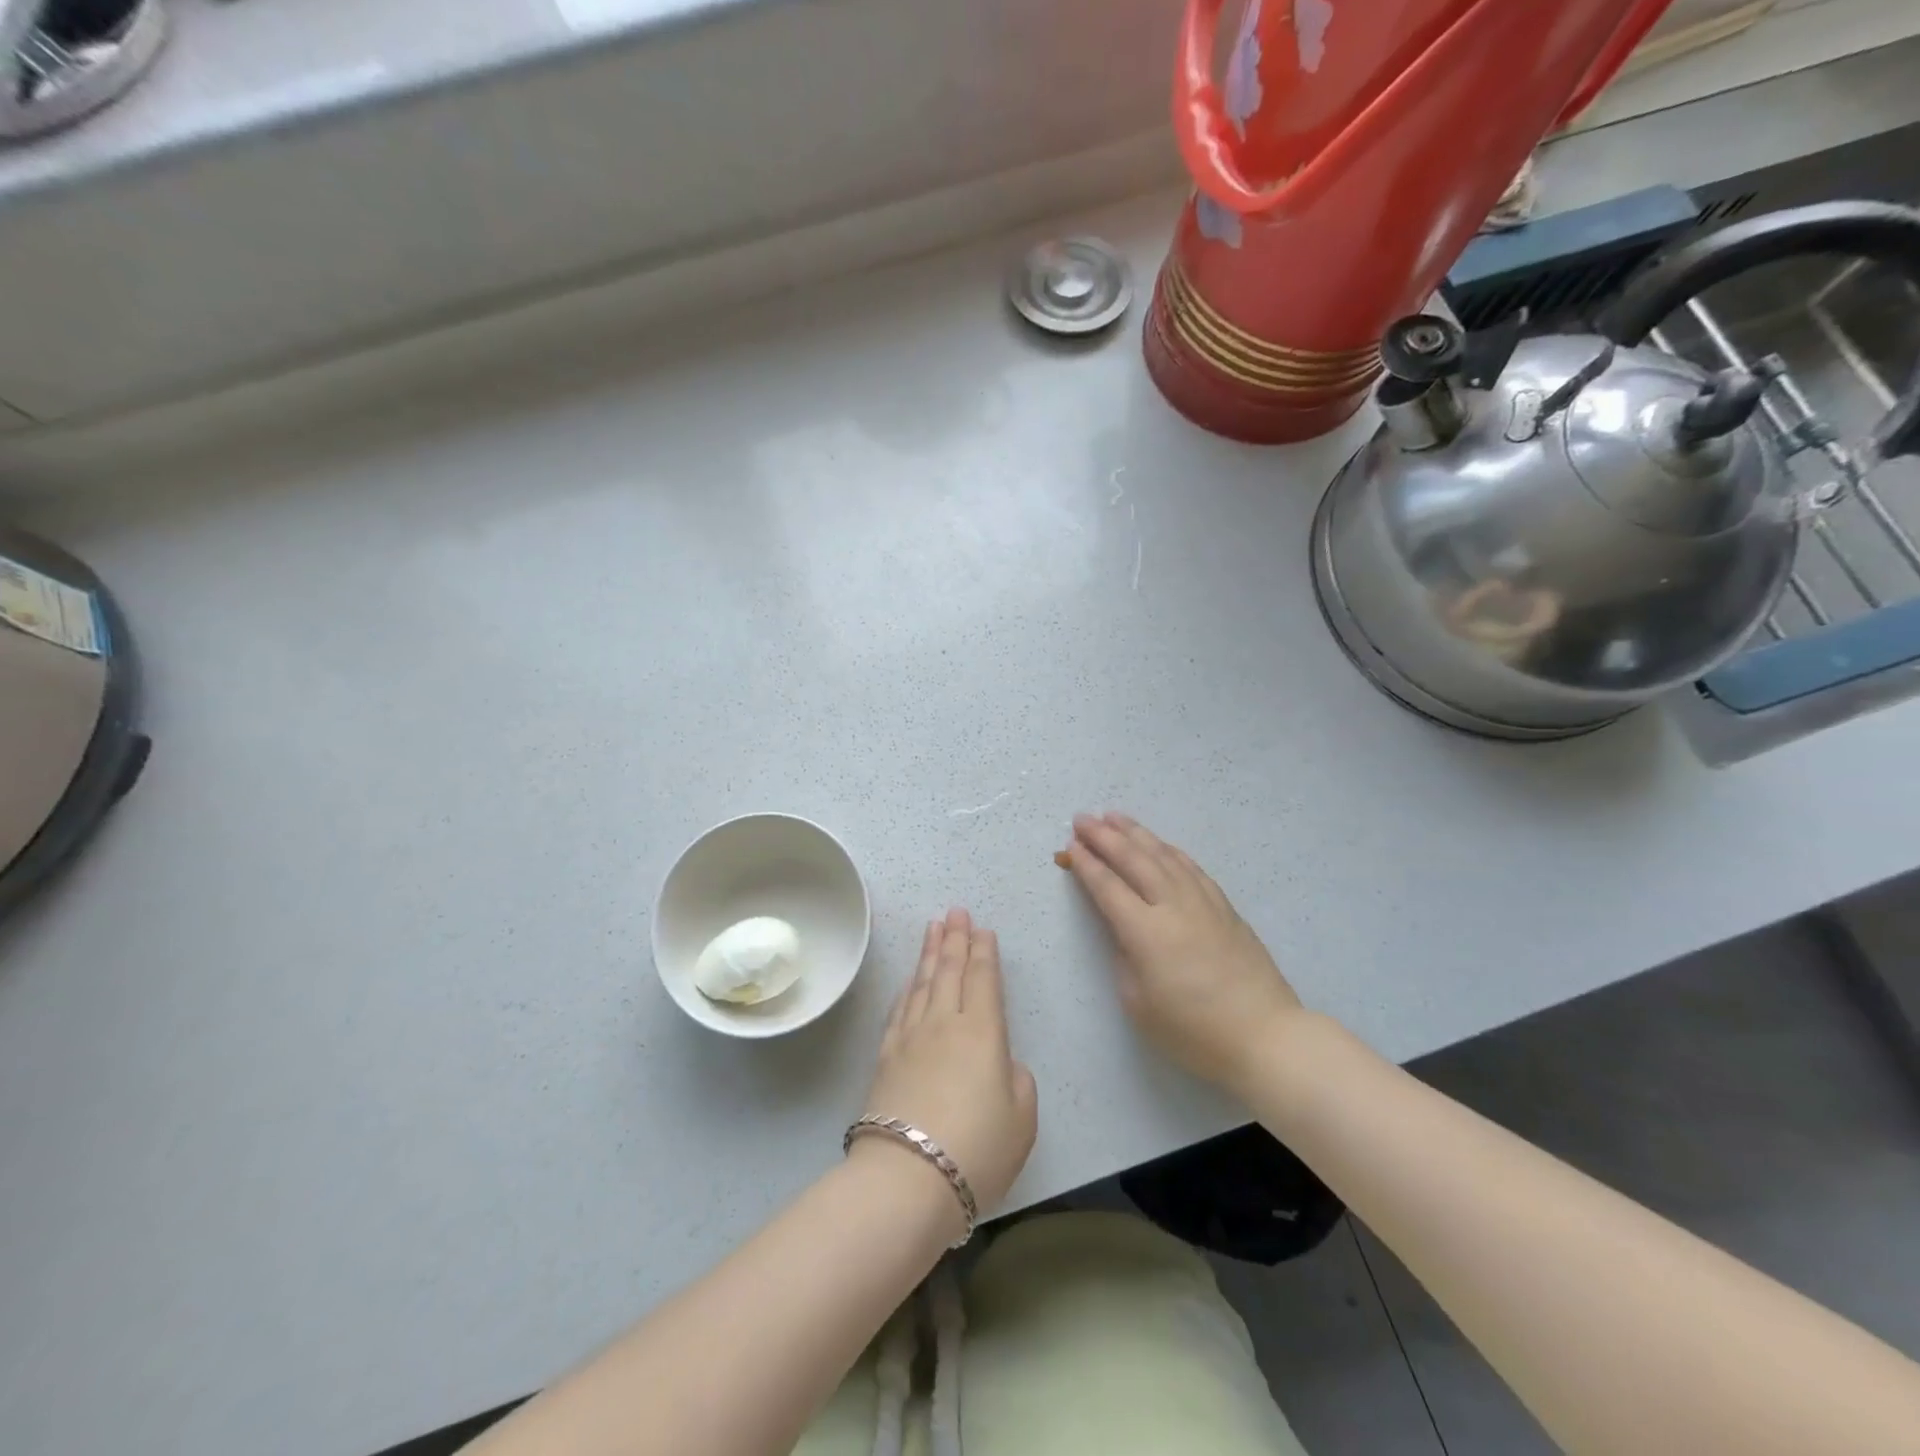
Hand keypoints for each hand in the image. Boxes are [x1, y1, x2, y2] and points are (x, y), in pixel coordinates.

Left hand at [860, 909, 1037, 1219]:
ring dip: (929, 952)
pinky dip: (907, 988)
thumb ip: (1018, 1081)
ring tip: (933, 927)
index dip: (984, 952)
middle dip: (955, 938)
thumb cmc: (977, 1149)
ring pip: (922, 982)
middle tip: (955, 911)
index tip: (981, 928)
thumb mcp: (1022, 1119)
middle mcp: (945, 1023)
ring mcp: (911, 1037)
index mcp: (983, 1032)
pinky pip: (899, 1009)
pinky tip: (909, 980)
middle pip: (950, 970)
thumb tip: (1001, 1064)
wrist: (908, 1177)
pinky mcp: (886, 1056)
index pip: (984, 979)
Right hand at [1061, 812, 1303, 1088]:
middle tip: (1082, 818)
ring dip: (1136, 833)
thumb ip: (1124, 958)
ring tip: (1113, 816)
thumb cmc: (1193, 1031)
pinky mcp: (1224, 907)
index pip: (1108, 887)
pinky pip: (1191, 867)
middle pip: (1133, 860)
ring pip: (1164, 856)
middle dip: (1104, 837)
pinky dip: (1170, 850)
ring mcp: (1203, 902)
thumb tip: (1122, 930)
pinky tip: (1160, 843)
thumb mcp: (1139, 1003)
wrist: (1264, 1035)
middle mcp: (1173, 906)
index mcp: (1145, 932)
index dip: (1086, 864)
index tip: (1070, 846)